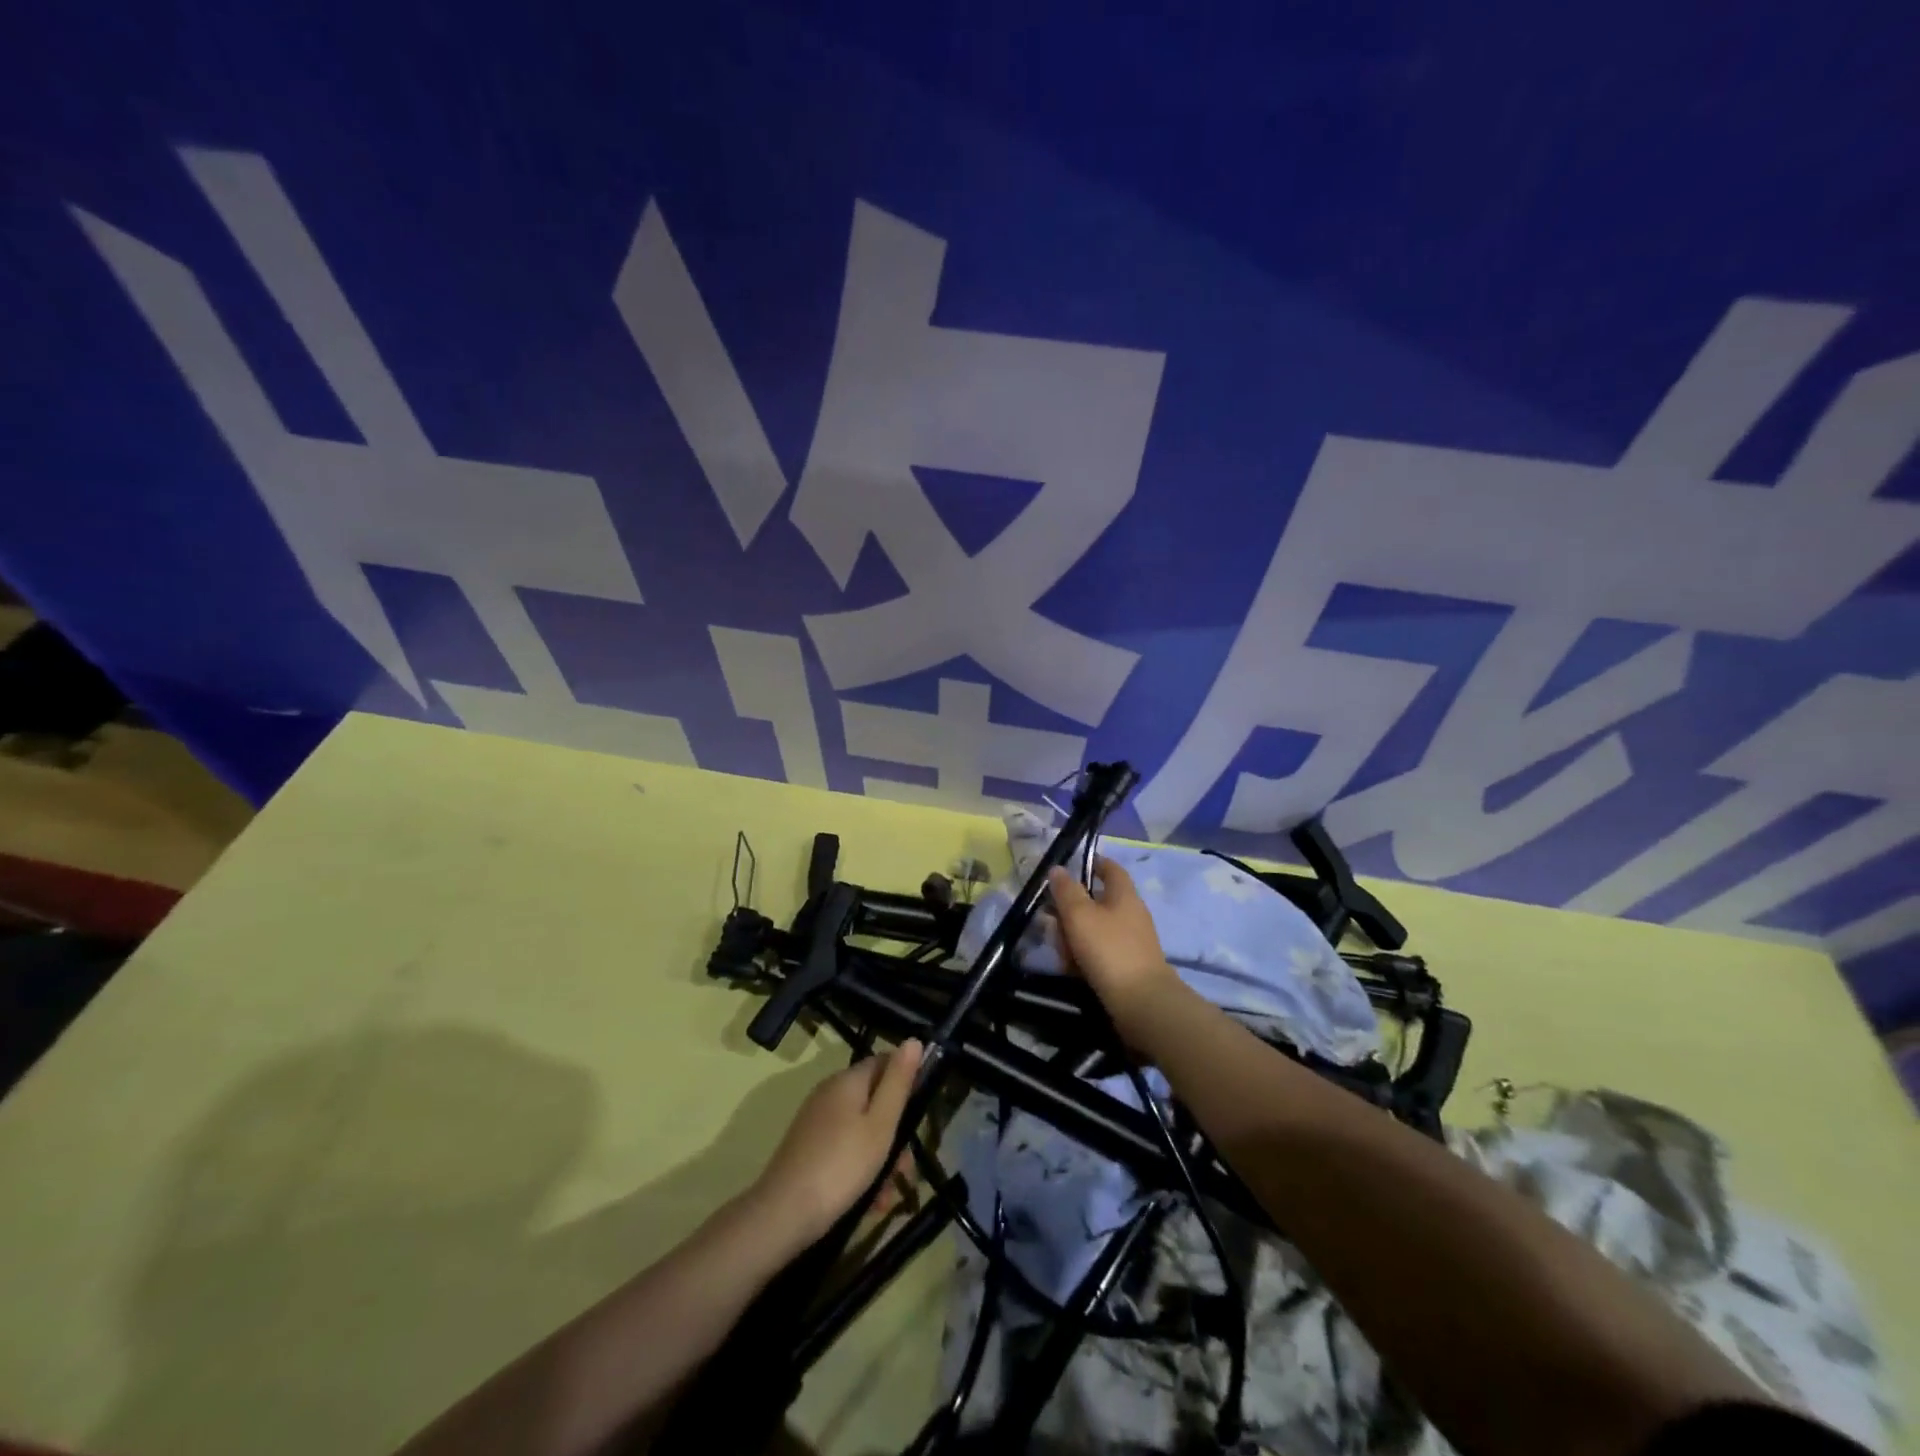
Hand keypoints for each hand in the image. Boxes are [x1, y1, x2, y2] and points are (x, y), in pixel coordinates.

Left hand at [752, 1040, 923, 1245]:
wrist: (782, 1214)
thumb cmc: (841, 1165)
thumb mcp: (881, 1124)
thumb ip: (898, 1082)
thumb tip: (914, 1040)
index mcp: (847, 1081)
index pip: (884, 1062)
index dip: (906, 1080)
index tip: (921, 1113)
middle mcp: (830, 1093)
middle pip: (874, 1102)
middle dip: (895, 1134)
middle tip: (906, 1170)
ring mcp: (817, 1121)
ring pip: (862, 1131)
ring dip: (881, 1160)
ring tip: (887, 1197)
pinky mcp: (809, 1148)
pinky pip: (845, 1149)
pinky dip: (860, 1169)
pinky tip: (869, 1202)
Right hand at [1047, 857, 1180, 1032]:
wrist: (1142, 1003)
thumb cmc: (1109, 950)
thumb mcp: (1080, 915)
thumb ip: (1066, 890)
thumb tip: (1058, 869)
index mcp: (1124, 895)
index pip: (1110, 868)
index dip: (1092, 863)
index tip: (1069, 867)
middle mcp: (1131, 914)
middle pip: (1097, 902)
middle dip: (1071, 909)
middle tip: (1051, 919)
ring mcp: (1131, 942)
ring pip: (1095, 929)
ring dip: (1074, 936)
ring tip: (1059, 950)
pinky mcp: (1128, 966)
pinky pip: (1100, 952)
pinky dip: (1084, 956)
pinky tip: (1072, 969)